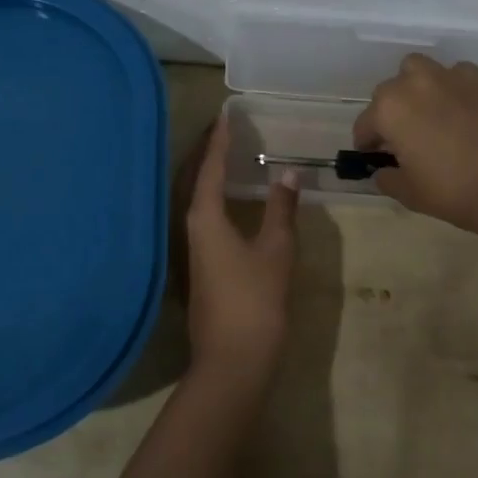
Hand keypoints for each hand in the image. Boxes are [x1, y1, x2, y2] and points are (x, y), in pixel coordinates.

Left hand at [182, 120, 300, 384]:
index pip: (209, 167)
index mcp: (204, 217)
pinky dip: (211, 196)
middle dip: (206, 152)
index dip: (218, 140)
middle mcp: (190, 227)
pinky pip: (201, 216)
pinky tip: (227, 200)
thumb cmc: (255, 300)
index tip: (226, 115)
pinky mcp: (198, 266)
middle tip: (223, 129)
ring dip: (206, 174)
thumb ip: (281, 208)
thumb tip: (287, 172)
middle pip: (193, 179)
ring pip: (194, 199)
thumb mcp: (276, 250)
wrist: (232, 362)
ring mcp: (191, 249)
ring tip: (224, 155)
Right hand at [352, 55, 477, 238]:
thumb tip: (383, 171)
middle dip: (391, 112)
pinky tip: (463, 111)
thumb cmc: (454, 191)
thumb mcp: (409, 193)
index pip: (365, 124)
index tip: (374, 156)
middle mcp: (414, 82)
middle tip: (404, 138)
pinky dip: (452, 88)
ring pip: (420, 71)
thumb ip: (387, 178)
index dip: (367, 143)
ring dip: (417, 88)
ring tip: (430, 113)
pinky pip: (456, 75)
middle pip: (390, 92)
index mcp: (389, 109)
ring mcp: (450, 75)